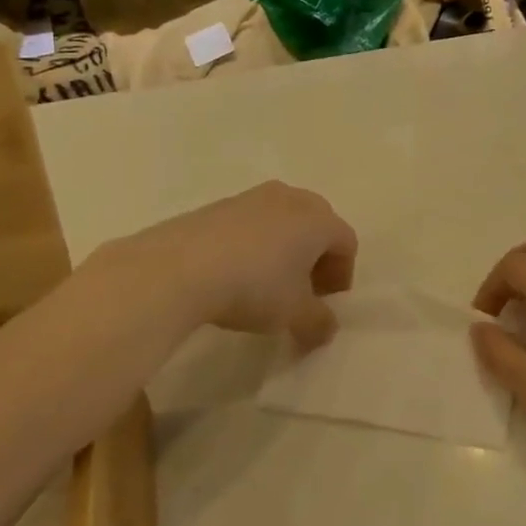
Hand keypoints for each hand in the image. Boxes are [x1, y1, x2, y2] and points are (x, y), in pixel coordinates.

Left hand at [109, 181, 356, 349]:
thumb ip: (319, 323)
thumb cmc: (253, 287)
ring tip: (267, 283)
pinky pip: (251, 223)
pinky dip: (255, 244)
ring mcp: (252, 197)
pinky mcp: (219, 204)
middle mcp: (290, 198)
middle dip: (316, 258)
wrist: (179, 268)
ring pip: (283, 221)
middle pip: (317, 225)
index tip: (325, 303)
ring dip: (285, 250)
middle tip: (303, 291)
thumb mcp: (294, 315)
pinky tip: (235, 273)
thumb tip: (326, 328)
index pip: (346, 242)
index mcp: (318, 219)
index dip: (342, 275)